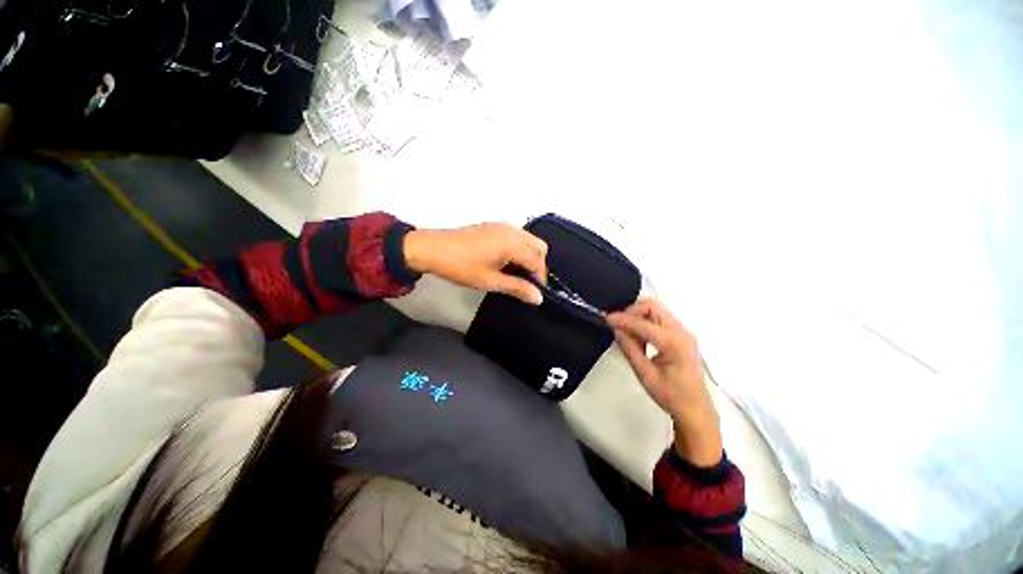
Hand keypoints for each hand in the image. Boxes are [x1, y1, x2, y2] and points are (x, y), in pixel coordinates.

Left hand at [403, 223, 547, 304]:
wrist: (431, 249)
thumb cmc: (461, 266)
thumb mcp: (490, 281)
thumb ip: (517, 288)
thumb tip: (538, 298)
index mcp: (513, 242)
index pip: (537, 261)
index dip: (540, 279)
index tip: (535, 293)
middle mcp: (512, 230)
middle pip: (538, 247)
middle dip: (537, 265)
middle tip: (526, 283)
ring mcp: (502, 226)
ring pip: (527, 240)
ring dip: (528, 257)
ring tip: (514, 274)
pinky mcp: (493, 227)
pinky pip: (516, 237)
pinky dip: (518, 250)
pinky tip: (505, 263)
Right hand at [607, 300, 722, 466]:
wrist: (696, 410)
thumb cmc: (671, 396)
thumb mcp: (645, 373)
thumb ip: (629, 348)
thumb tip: (616, 329)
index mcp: (674, 342)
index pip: (642, 323)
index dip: (621, 319)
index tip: (605, 318)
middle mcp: (681, 331)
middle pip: (652, 306)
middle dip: (631, 311)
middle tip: (618, 324)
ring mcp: (683, 332)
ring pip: (656, 310)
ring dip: (638, 316)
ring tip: (627, 334)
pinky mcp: (681, 335)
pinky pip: (659, 319)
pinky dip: (645, 322)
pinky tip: (639, 338)